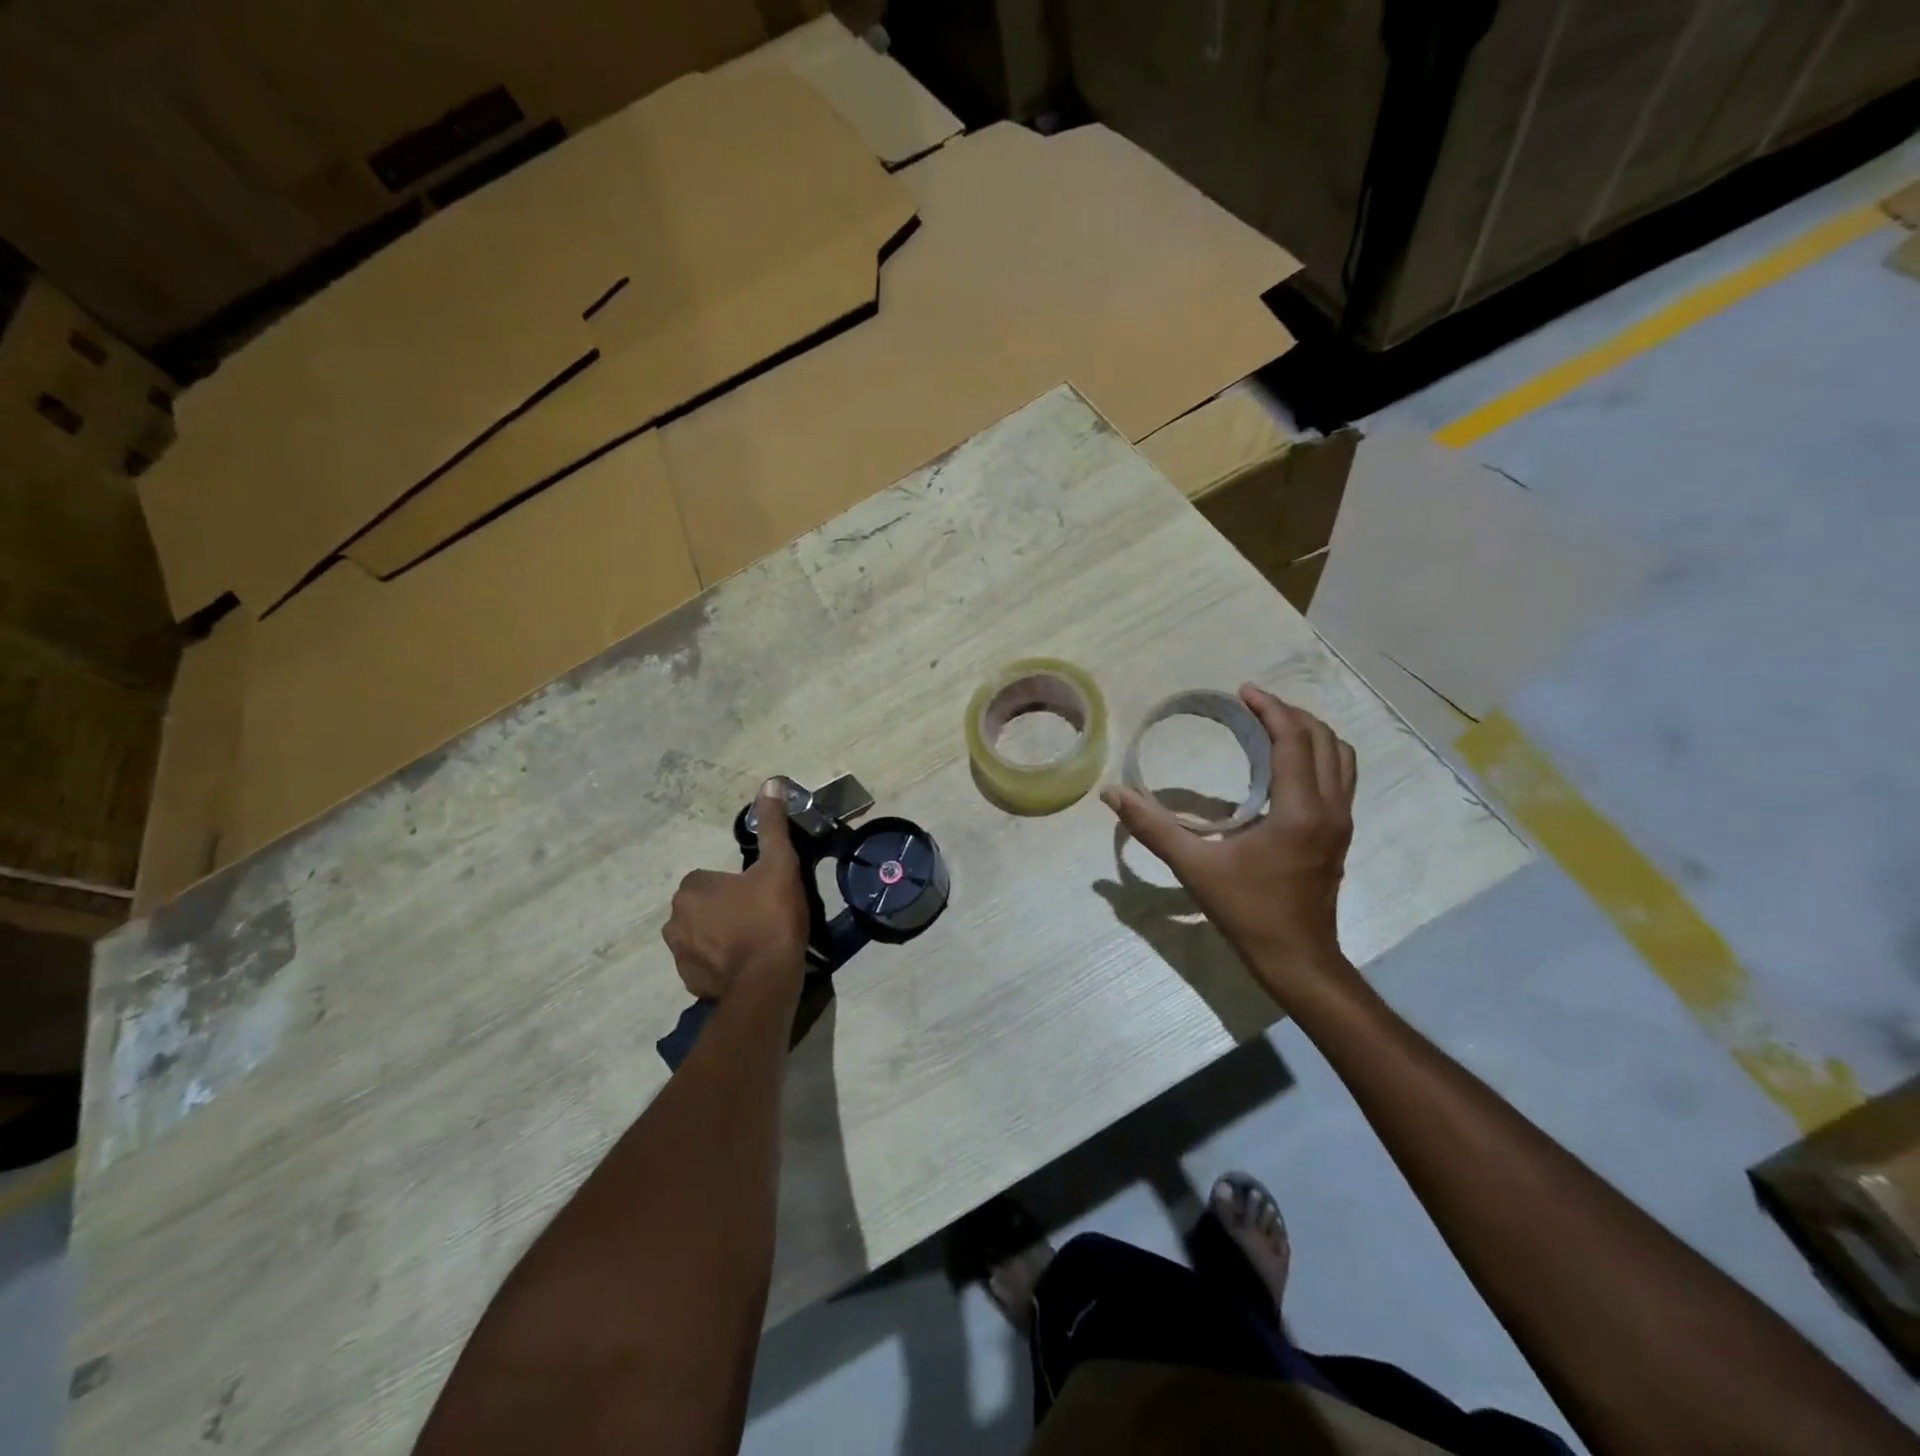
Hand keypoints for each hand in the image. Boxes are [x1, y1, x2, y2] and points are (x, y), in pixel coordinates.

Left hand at [663, 781, 809, 1000]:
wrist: (768, 980)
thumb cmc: (771, 917)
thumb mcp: (779, 864)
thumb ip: (772, 825)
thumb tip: (770, 783)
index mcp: (691, 889)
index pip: (708, 878)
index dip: (735, 884)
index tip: (759, 893)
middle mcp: (674, 920)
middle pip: (702, 906)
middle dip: (723, 910)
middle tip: (759, 916)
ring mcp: (679, 955)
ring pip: (701, 935)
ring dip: (719, 937)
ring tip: (754, 943)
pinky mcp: (689, 982)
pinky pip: (704, 964)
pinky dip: (719, 963)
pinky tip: (746, 965)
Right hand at [1103, 685, 1356, 999]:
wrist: (1296, 958)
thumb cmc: (1248, 911)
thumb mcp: (1195, 868)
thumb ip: (1153, 828)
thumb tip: (1113, 795)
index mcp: (1299, 810)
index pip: (1294, 740)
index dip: (1271, 709)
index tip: (1243, 692)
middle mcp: (1329, 808)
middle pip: (1324, 740)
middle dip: (1290, 714)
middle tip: (1253, 706)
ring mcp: (1341, 822)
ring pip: (1340, 757)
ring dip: (1310, 733)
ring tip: (1273, 727)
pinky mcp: (1340, 834)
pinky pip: (1339, 777)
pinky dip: (1318, 756)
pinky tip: (1285, 766)